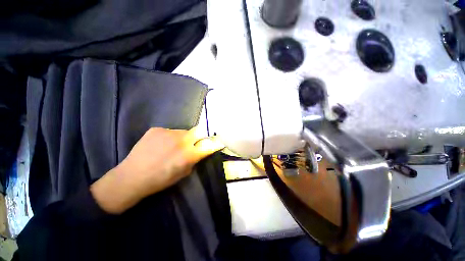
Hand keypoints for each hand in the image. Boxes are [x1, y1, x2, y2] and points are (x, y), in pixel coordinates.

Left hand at [90, 127, 224, 213]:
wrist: (131, 177)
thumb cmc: (160, 180)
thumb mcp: (183, 173)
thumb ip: (194, 160)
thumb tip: (200, 151)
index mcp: (188, 154)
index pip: (208, 144)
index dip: (215, 142)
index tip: (218, 140)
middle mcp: (181, 140)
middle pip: (197, 132)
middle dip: (196, 138)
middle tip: (190, 145)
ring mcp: (167, 132)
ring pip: (182, 131)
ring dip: (182, 138)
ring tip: (171, 146)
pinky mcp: (156, 129)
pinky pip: (169, 131)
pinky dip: (169, 137)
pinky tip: (160, 145)